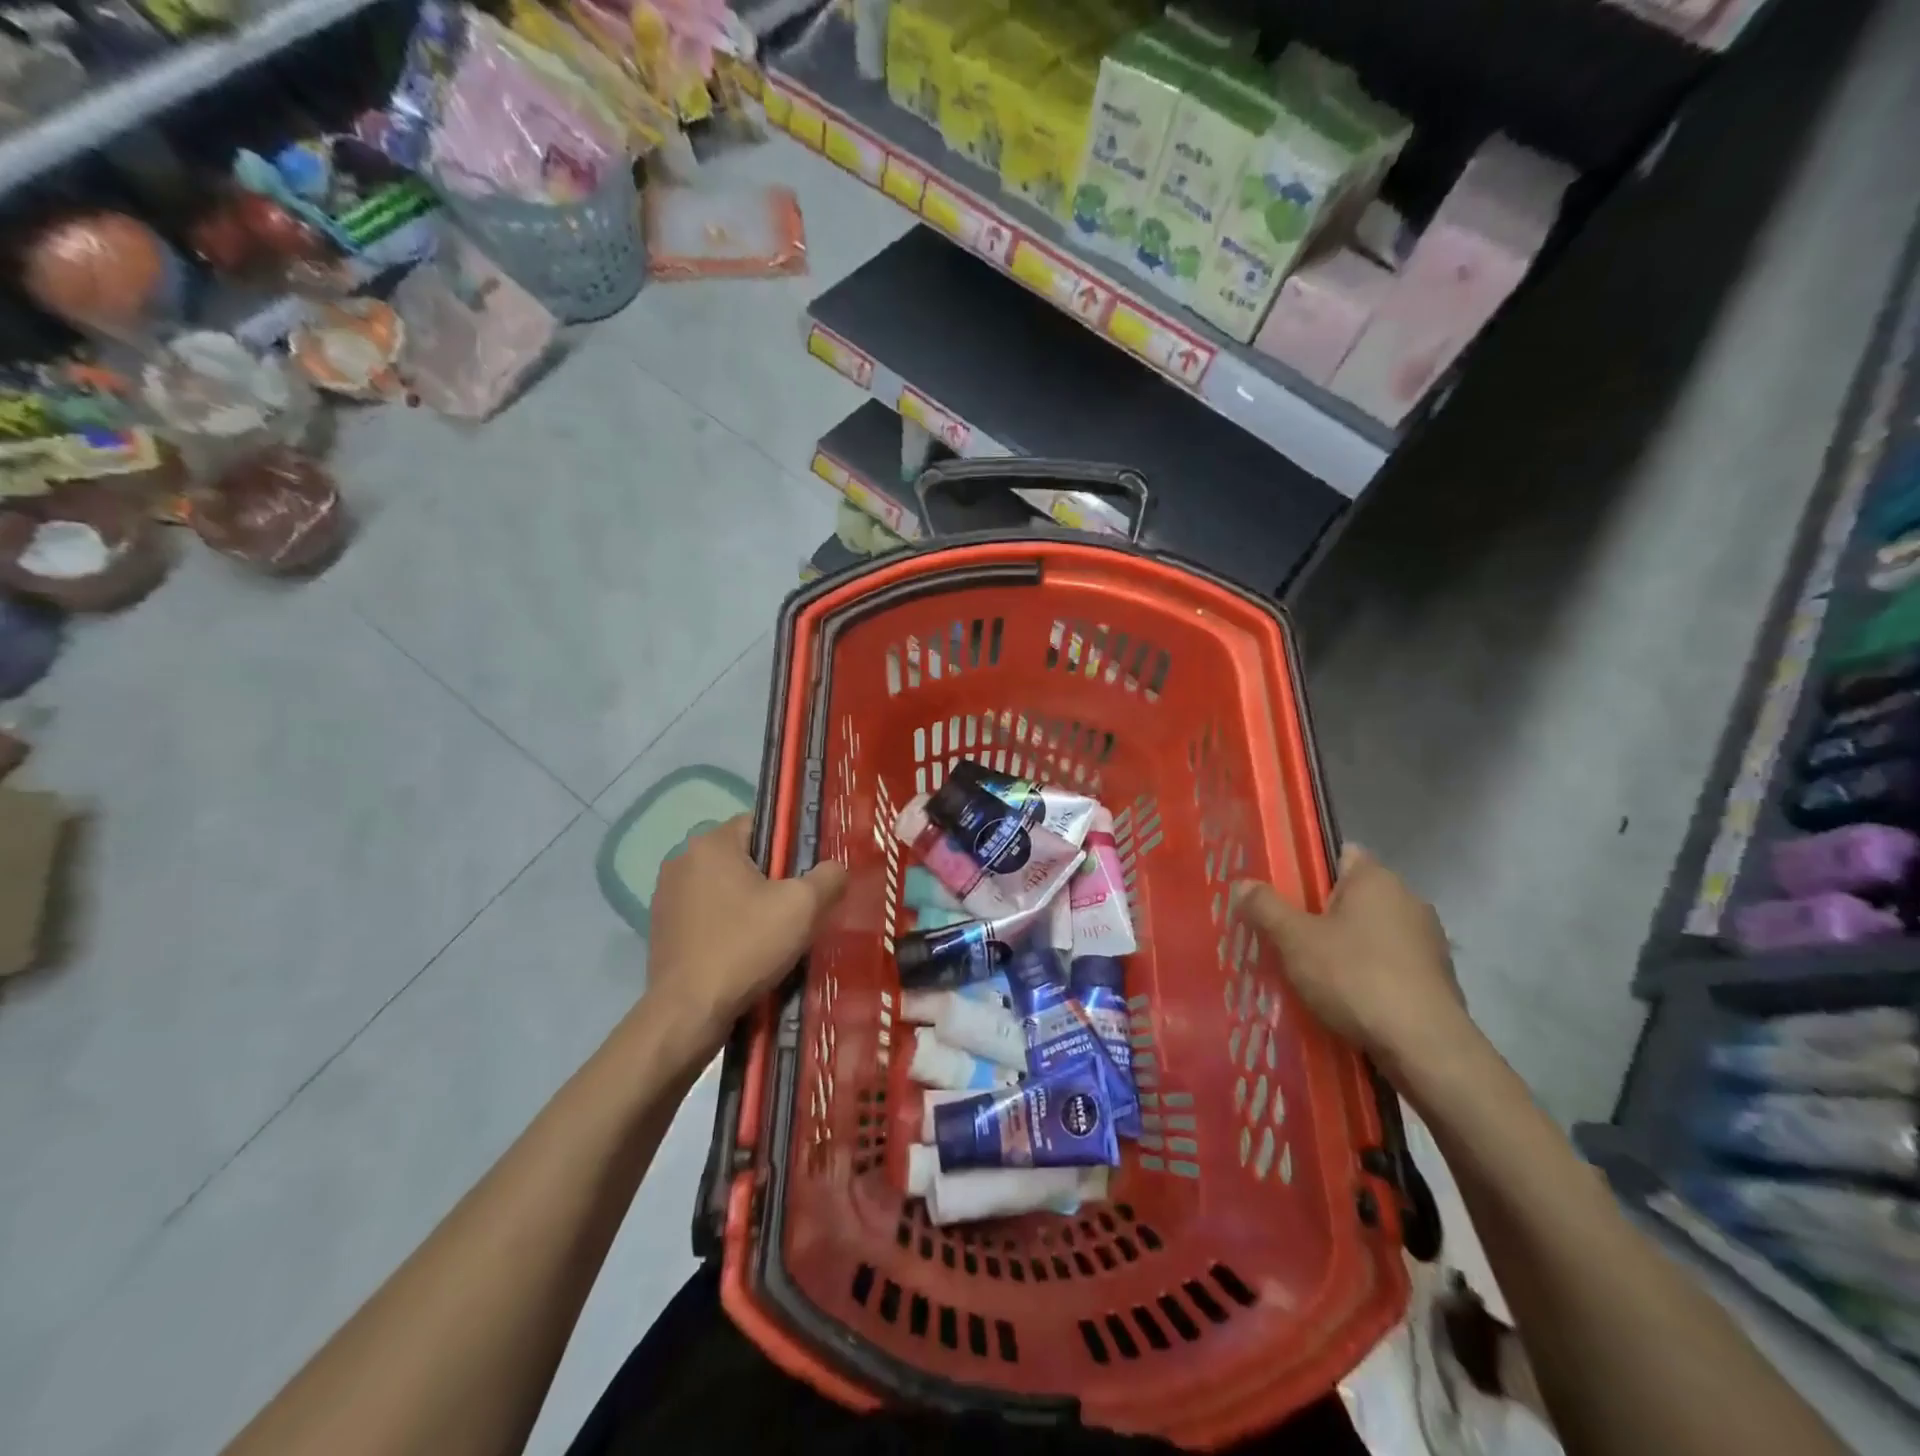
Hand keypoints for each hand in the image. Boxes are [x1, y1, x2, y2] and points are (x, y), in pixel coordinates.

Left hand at [643, 816, 846, 1053]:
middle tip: (795, 910)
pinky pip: (706, 914)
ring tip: (772, 936)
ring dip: (748, 903)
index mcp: (711, 843)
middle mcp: (682, 859)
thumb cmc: (746, 947)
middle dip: (771, 878)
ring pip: (724, 887)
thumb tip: (834, 869)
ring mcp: (666, 895)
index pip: (761, 824)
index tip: (806, 877)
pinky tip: (743, 952)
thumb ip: (828, 877)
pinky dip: (727, 925)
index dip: (790, 847)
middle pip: (743, 857)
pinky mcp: (661, 928)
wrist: (688, 1013)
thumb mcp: (803, 907)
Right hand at [1232, 846, 1475, 1082]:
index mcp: (1377, 879)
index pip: (1340, 855)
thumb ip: (1266, 907)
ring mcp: (1428, 942)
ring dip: (1344, 947)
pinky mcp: (1436, 980)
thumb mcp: (1295, 940)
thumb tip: (1242, 884)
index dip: (1308, 869)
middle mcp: (1409, 900)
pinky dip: (1367, 975)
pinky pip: (1389, 965)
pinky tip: (1344, 998)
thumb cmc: (1355, 977)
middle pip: (1353, 896)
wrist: (1425, 1047)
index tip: (1281, 891)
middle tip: (1283, 934)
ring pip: (1371, 933)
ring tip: (1308, 971)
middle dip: (1320, 913)